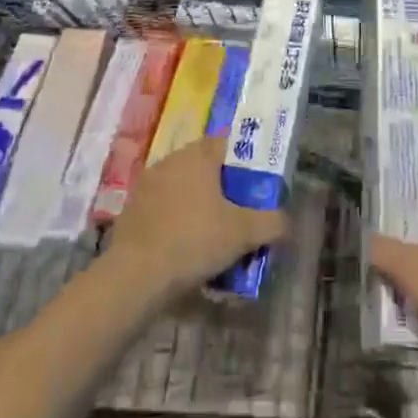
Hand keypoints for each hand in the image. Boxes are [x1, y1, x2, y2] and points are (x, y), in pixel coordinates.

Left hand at [104, 136, 286, 303]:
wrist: (135, 275)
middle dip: (219, 185)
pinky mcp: (131, 209)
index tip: (252, 186)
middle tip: (235, 212)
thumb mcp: (243, 233)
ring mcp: (147, 183)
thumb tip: (287, 222)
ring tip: (209, 234)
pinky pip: (161, 207)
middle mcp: (171, 160)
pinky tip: (181, 246)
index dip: (241, 161)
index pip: (225, 143)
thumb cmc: (194, 240)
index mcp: (198, 155)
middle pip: (203, 165)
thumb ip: (271, 223)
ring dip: (195, 203)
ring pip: (181, 186)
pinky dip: (173, 219)